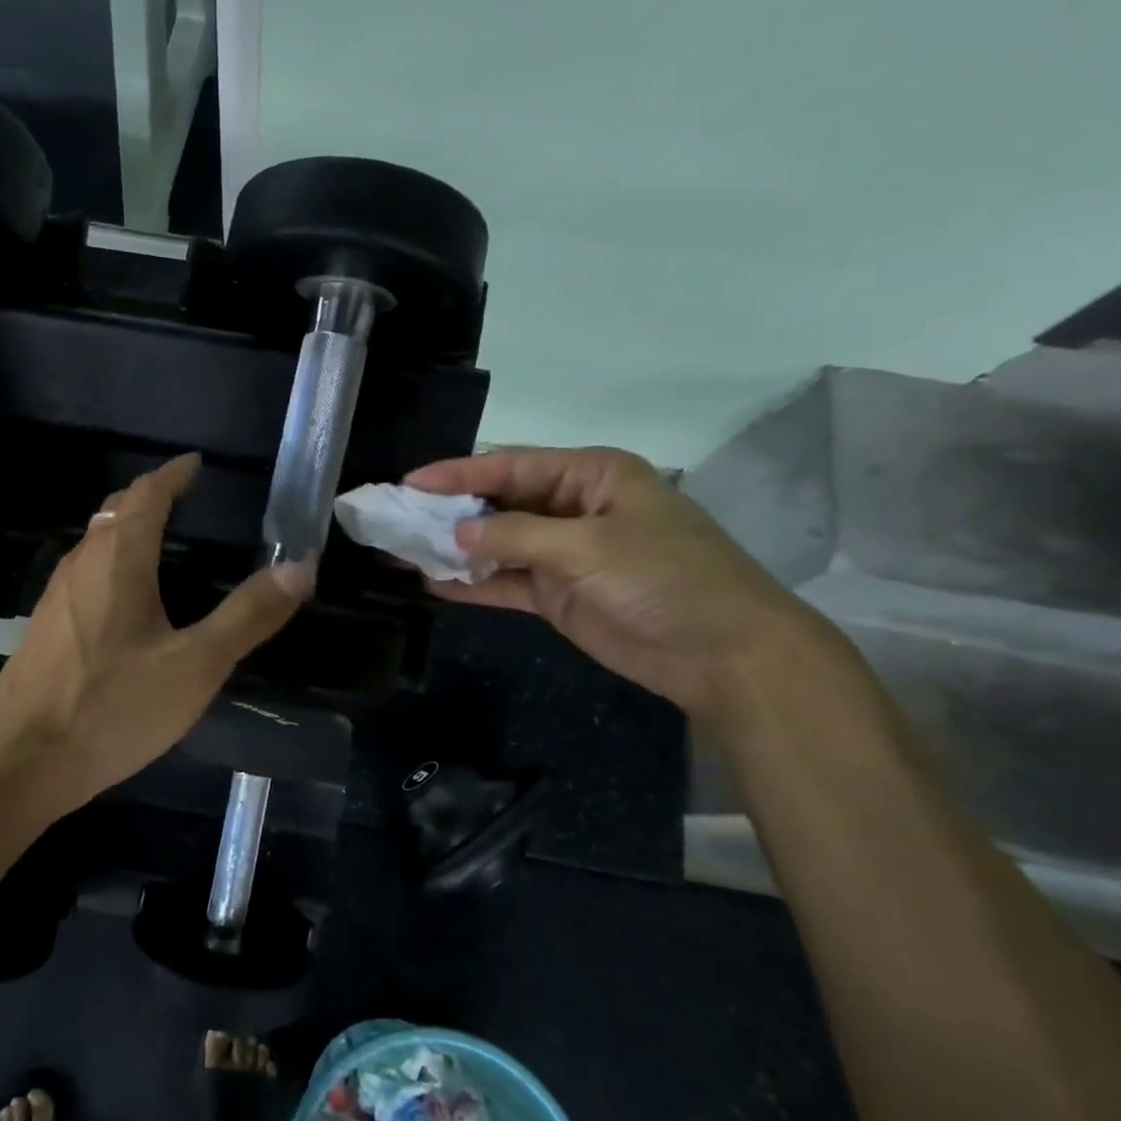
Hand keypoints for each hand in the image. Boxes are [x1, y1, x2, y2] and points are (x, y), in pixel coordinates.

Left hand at [0, 455, 311, 807]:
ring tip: (160, 539)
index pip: (147, 494)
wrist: (19, 761)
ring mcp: (57, 597)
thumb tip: (301, 567)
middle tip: (183, 497)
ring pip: (96, 542)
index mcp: (119, 559)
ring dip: (127, 528)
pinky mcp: (46, 628)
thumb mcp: (195, 665)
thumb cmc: (112, 706)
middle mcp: (82, 564)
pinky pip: (85, 573)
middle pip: (116, 511)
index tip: (194, 464)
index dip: (173, 474)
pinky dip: (112, 562)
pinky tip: (125, 600)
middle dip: (149, 496)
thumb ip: (248, 615)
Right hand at [406, 447, 832, 724]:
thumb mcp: (589, 546)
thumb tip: (456, 535)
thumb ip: (517, 536)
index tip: (410, 483)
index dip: (459, 473)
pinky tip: (433, 582)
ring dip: (455, 549)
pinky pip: (505, 582)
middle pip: (499, 503)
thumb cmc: (665, 577)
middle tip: (397, 518)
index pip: (511, 466)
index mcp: (591, 475)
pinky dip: (473, 583)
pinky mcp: (558, 595)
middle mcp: (573, 507)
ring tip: (402, 550)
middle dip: (450, 512)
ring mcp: (564, 554)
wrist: (723, 654)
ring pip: (497, 544)